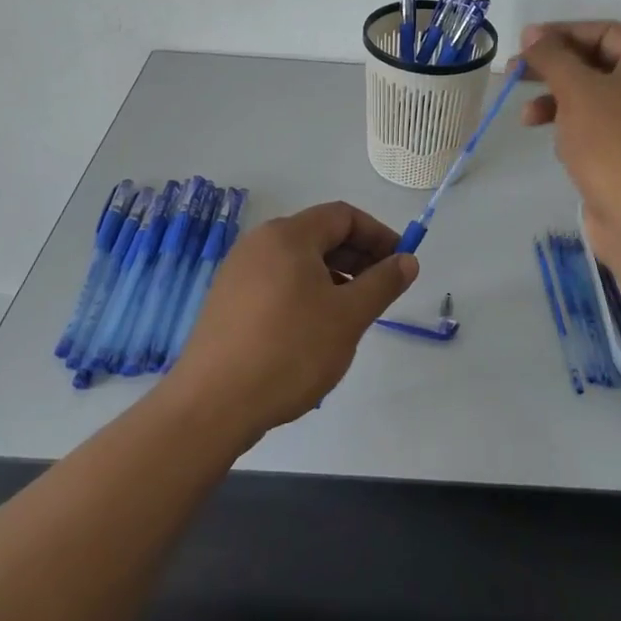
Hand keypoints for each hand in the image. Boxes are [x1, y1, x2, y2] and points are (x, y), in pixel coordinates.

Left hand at [170, 202, 419, 439]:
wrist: (212, 404)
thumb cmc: (290, 351)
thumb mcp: (348, 316)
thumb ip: (383, 283)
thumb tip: (408, 260)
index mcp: (288, 235)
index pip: (343, 215)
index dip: (378, 235)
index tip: (400, 264)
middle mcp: (259, 243)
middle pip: (319, 234)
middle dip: (357, 257)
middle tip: (381, 291)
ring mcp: (238, 271)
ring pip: (298, 261)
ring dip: (333, 277)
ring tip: (350, 314)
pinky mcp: (227, 300)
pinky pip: (277, 282)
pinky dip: (305, 292)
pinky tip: (313, 330)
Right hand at [518, 20, 620, 270]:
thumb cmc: (615, 145)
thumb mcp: (578, 91)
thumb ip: (553, 57)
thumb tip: (534, 33)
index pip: (607, 32)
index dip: (564, 32)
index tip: (526, 43)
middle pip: (601, 65)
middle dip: (556, 69)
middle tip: (516, 74)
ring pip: (599, 100)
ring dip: (560, 102)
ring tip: (527, 118)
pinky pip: (605, 131)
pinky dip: (577, 129)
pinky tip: (559, 145)